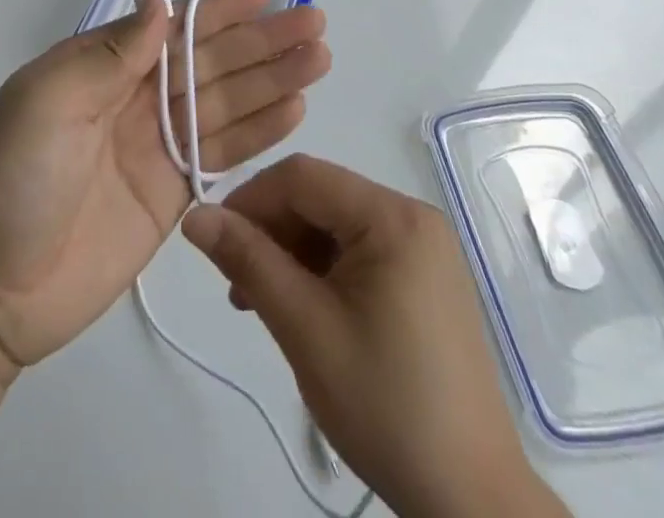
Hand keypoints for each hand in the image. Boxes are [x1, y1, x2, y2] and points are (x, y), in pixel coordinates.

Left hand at [0, 0, 329, 374]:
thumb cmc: (14, 179)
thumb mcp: (48, 101)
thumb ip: (110, 54)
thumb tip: (160, 4)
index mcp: (104, 67)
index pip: (172, 27)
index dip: (217, 9)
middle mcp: (136, 98)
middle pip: (210, 62)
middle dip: (261, 41)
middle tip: (314, 23)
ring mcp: (158, 145)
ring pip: (226, 103)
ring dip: (272, 80)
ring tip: (318, 58)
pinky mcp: (173, 193)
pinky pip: (223, 153)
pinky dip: (259, 132)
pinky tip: (294, 110)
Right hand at [181, 156, 568, 517]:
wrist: (469, 498)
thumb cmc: (384, 405)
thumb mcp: (305, 329)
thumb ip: (248, 262)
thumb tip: (194, 215)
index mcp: (393, 216)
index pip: (303, 177)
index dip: (251, 198)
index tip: (214, 240)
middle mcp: (412, 216)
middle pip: (320, 197)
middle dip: (270, 230)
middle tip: (235, 282)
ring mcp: (423, 247)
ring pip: (335, 224)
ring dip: (291, 252)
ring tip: (258, 301)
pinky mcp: (424, 277)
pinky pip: (358, 250)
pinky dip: (321, 269)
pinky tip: (299, 306)